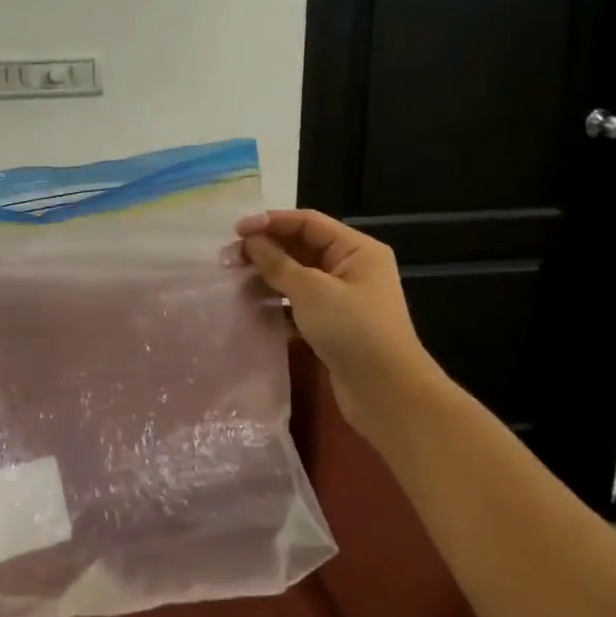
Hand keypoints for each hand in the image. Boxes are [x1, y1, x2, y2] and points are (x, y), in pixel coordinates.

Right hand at [237, 210, 433, 426]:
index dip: (270, 221)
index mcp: (356, 250)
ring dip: (267, 276)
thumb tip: (251, 241)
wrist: (387, 394)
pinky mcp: (333, 323)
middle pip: (300, 246)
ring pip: (297, 275)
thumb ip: (277, 262)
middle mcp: (351, 267)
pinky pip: (299, 302)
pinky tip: (253, 307)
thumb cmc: (353, 331)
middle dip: (265, 250)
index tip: (236, 231)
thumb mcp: (311, 290)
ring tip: (235, 282)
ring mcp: (343, 297)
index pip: (307, 222)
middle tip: (228, 259)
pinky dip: (277, 301)